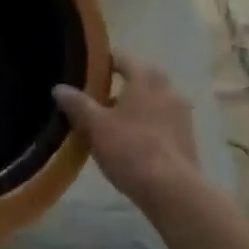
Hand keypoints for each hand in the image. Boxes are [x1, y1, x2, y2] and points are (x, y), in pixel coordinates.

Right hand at [54, 53, 199, 206]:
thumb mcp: (95, 126)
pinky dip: (147, 125)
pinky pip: (162, 121)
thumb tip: (59, 88)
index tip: (86, 74)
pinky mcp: (188, 137)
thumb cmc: (131, 149)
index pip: (122, 57)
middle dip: (118, 87)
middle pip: (139, 78)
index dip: (103, 63)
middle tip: (96, 101)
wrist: (173, 192)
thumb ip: (77, 104)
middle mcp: (167, 87)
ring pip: (152, 101)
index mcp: (145, 76)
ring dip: (134, 107)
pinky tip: (132, 144)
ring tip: (111, 125)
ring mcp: (182, 113)